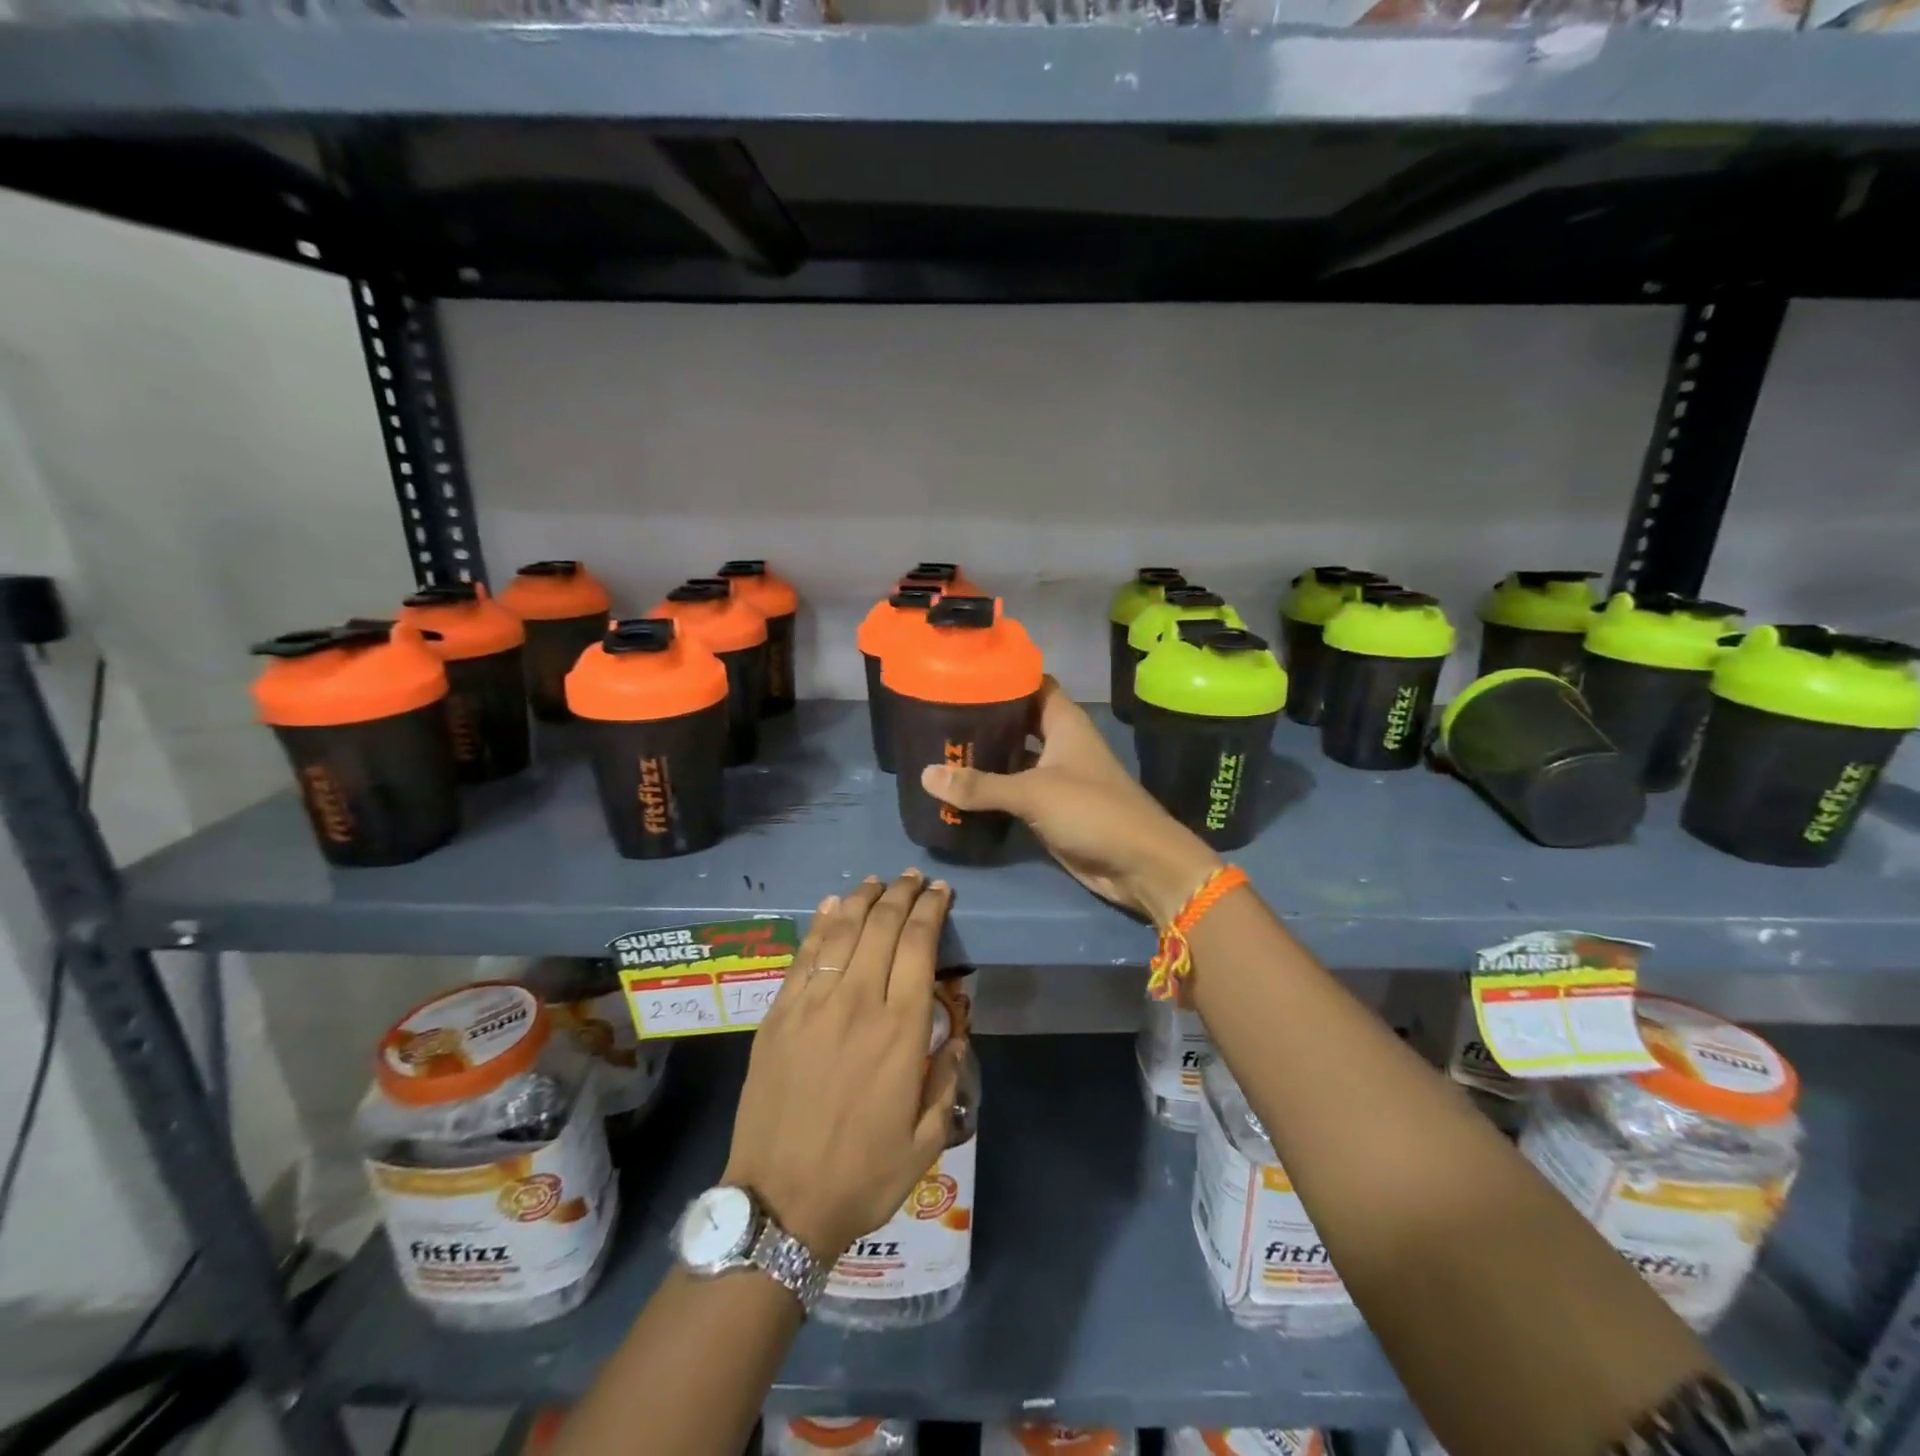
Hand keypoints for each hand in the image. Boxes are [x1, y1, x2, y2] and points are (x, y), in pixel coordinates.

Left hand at [724, 870, 966, 1261]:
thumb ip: (947, 1079)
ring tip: (877, 882)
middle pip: (882, 927)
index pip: (919, 947)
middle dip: (902, 895)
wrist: (780, 1203)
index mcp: (900, 1031)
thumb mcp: (927, 1140)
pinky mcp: (779, 1015)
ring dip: (862, 900)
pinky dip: (821, 924)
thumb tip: (955, 1034)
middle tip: (913, 878)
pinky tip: (832, 906)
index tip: (940, 891)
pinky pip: (803, 955)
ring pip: (841, 931)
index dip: (931, 910)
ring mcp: (811, 1005)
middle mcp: (857, 1003)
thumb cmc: (862, 1175)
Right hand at [920, 679, 1221, 925]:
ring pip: (1014, 757)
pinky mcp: (1050, 809)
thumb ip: (980, 786)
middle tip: (938, 714)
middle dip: (984, 718)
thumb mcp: (1033, 793)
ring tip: (939, 747)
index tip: (961, 673)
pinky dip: (991, 790)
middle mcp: (1060, 744)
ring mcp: (1056, 777)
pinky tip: (958, 788)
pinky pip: (1014, 791)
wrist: (1138, 864)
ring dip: (984, 756)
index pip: (1032, 684)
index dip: (1002, 675)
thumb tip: (927, 774)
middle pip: (1018, 721)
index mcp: (1064, 723)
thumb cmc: (1093, 811)